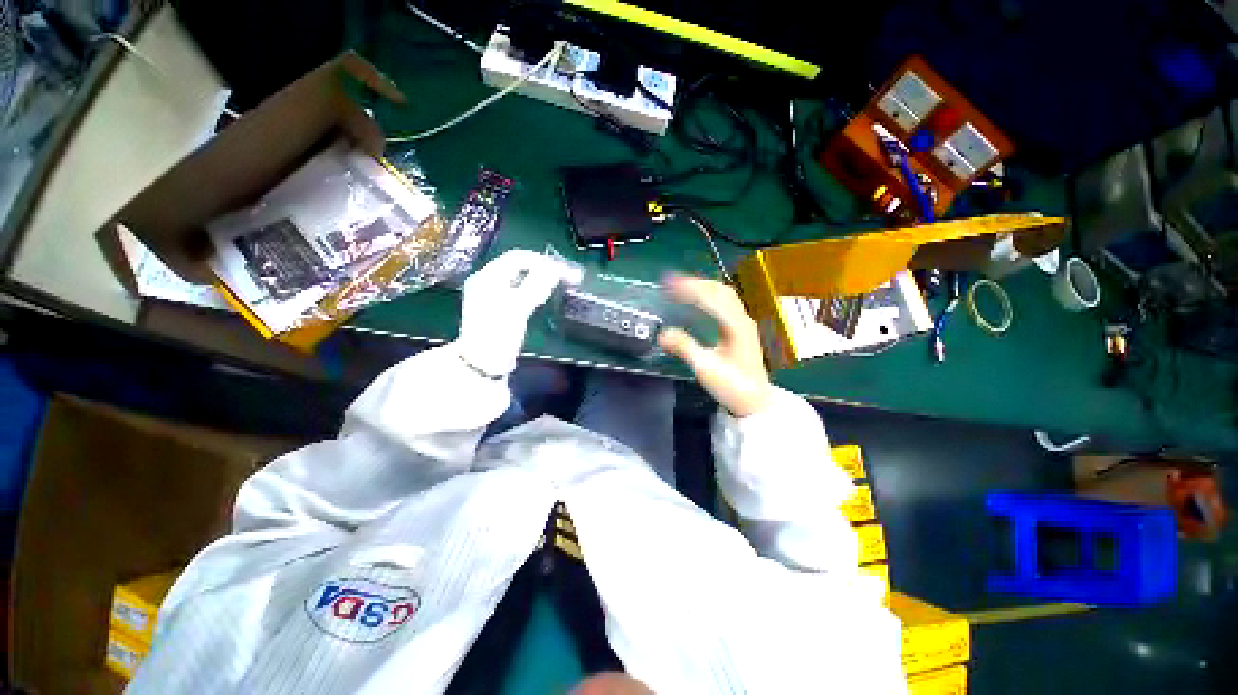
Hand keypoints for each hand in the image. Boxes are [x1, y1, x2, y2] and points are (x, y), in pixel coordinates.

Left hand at [456, 249, 569, 376]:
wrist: (483, 364)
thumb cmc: (499, 334)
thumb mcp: (518, 308)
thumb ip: (536, 285)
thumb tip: (555, 268)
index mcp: (488, 277)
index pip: (518, 257)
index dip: (543, 261)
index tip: (565, 271)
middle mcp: (488, 281)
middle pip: (520, 266)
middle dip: (545, 269)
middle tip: (568, 277)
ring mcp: (493, 295)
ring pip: (522, 279)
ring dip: (543, 279)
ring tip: (563, 284)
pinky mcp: (500, 309)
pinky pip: (520, 291)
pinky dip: (536, 290)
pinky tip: (546, 295)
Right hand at [658, 276, 771, 417]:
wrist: (755, 402)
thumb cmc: (732, 387)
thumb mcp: (706, 369)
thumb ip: (685, 349)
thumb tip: (662, 334)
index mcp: (736, 326)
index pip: (712, 298)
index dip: (690, 289)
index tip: (669, 285)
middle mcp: (742, 319)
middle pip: (720, 290)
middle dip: (694, 283)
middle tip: (670, 283)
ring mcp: (744, 323)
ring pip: (724, 295)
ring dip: (702, 287)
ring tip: (680, 287)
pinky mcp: (741, 328)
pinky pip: (725, 303)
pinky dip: (708, 296)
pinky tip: (697, 300)